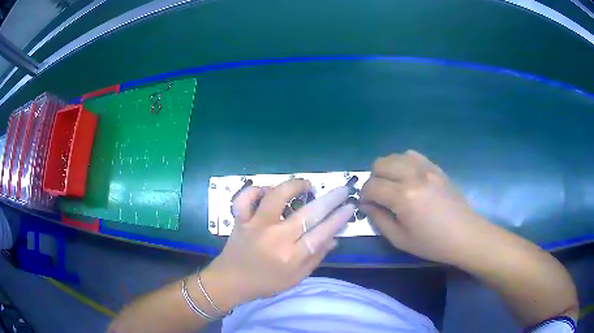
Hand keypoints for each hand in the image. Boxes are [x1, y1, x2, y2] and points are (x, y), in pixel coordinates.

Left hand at [202, 179, 354, 309]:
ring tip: (306, 186)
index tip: (350, 206)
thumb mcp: (296, 278)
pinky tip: (267, 191)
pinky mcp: (240, 219)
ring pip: (276, 196)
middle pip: (307, 213)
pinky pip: (246, 198)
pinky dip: (256, 190)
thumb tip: (334, 238)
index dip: (339, 218)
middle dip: (330, 199)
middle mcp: (275, 238)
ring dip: (294, 186)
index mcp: (290, 256)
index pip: (321, 233)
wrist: (230, 281)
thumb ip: (315, 258)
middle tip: (342, 190)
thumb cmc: (266, 283)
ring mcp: (255, 225)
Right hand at [360, 150, 487, 263]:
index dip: (364, 196)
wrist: (465, 235)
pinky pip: (412, 155)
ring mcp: (426, 168)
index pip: (371, 186)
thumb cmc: (432, 243)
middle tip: (380, 196)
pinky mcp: (435, 167)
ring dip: (388, 170)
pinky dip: (403, 163)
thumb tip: (367, 205)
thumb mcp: (400, 239)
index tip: (368, 206)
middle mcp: (413, 175)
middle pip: (380, 164)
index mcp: (403, 196)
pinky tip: (408, 178)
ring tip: (393, 186)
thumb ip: (379, 220)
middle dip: (373, 179)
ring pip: (395, 156)